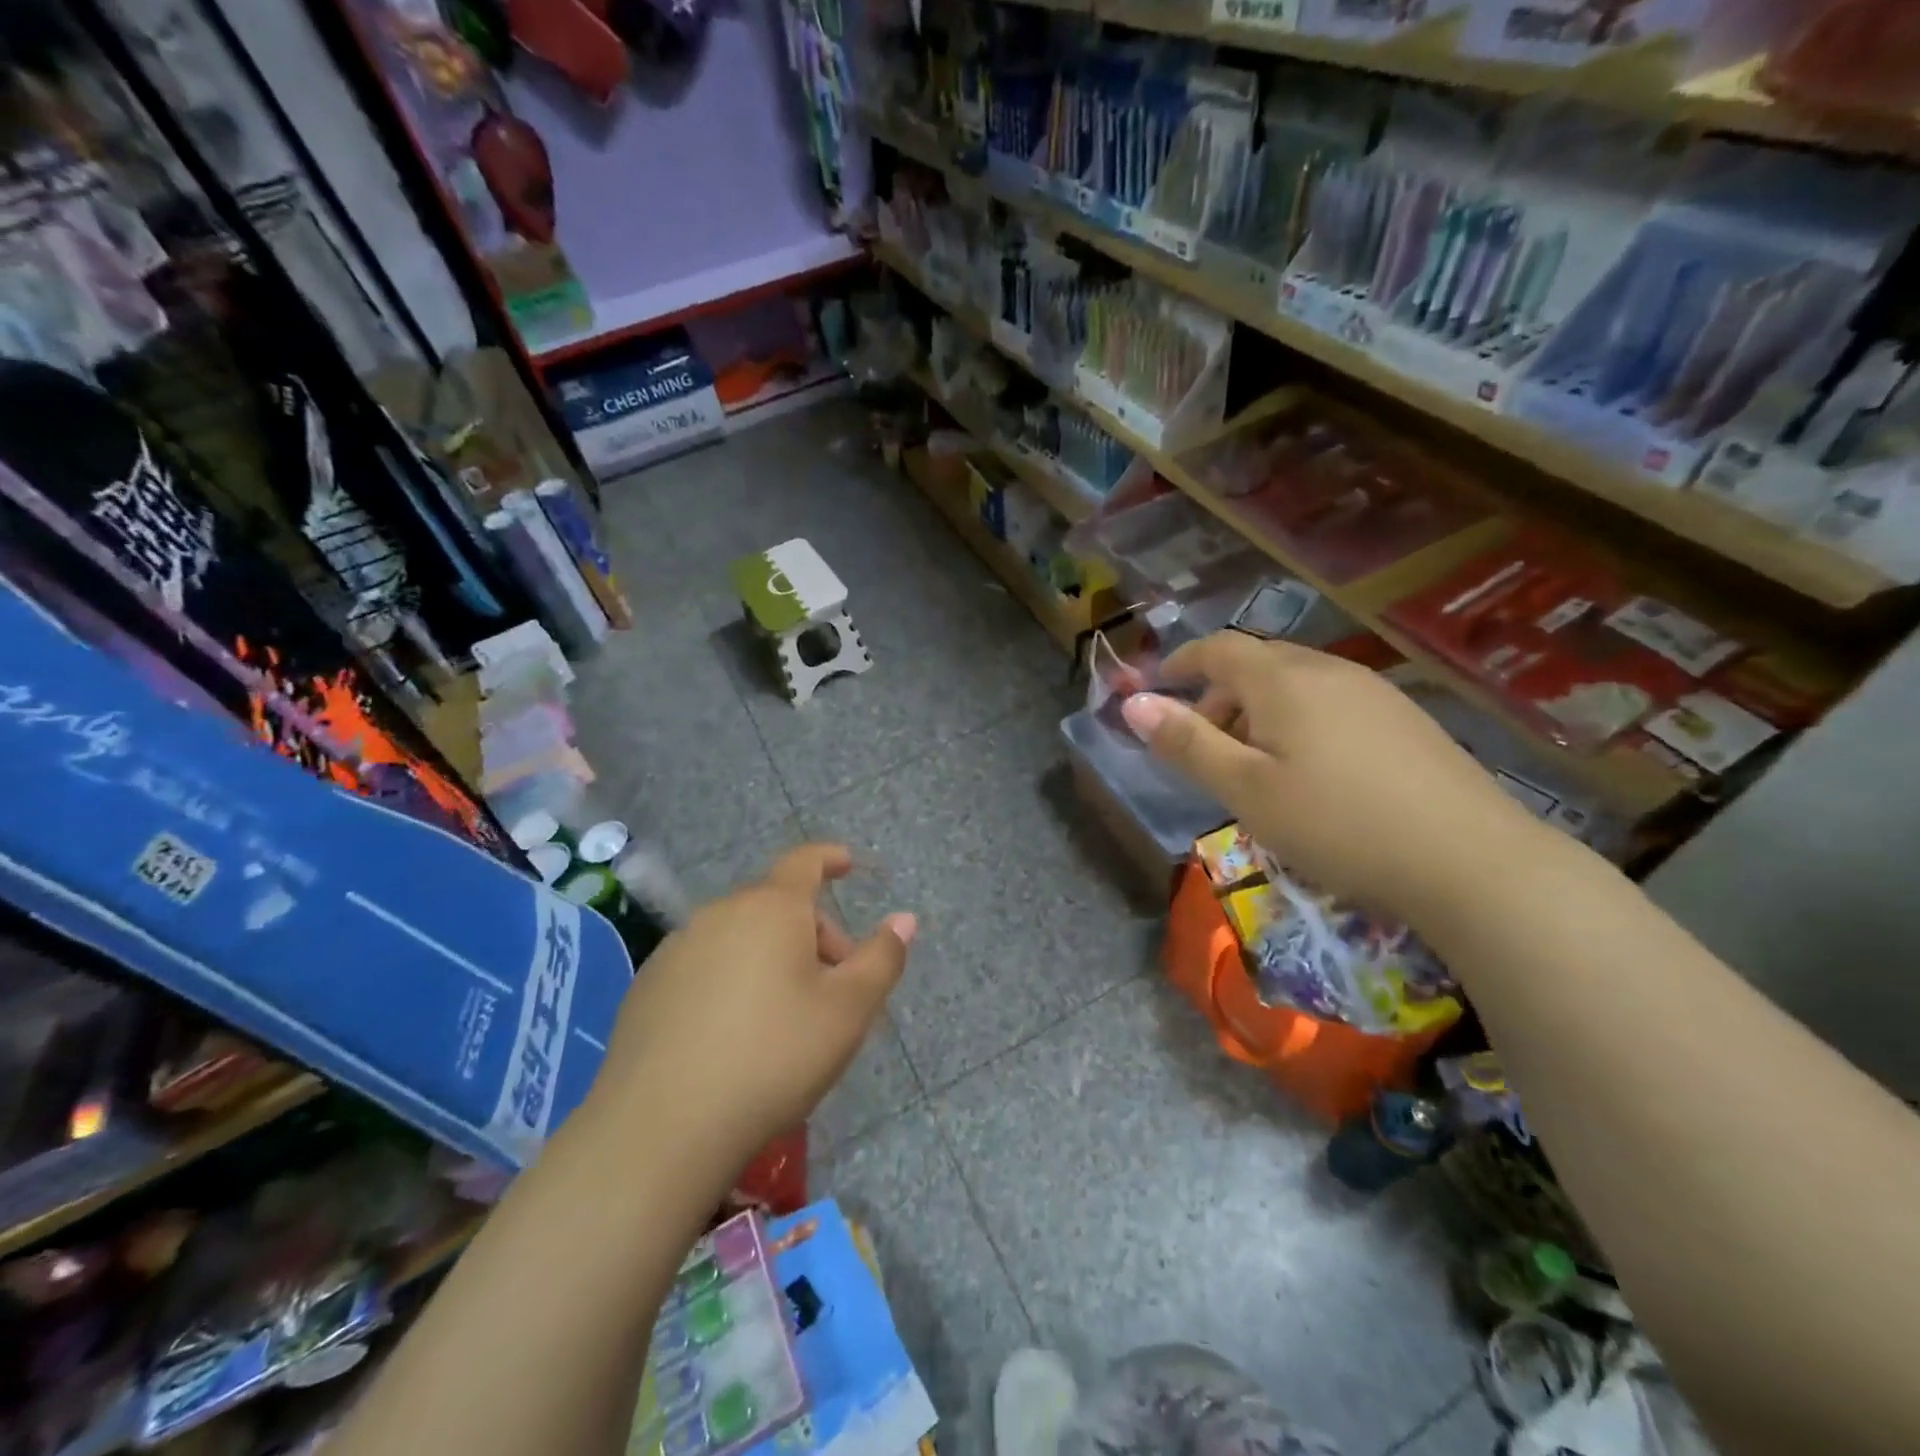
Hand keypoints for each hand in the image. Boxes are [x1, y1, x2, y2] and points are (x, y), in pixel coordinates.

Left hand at [588, 845, 914, 1167]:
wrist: (661, 1127)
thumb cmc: (773, 1057)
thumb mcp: (848, 1011)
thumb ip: (882, 958)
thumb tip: (904, 919)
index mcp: (771, 908)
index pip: (805, 862)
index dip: (830, 858)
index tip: (848, 865)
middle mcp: (720, 914)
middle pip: (777, 908)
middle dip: (813, 936)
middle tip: (834, 991)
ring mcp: (676, 949)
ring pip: (740, 939)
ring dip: (771, 960)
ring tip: (784, 1021)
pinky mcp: (646, 988)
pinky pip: (705, 967)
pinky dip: (729, 982)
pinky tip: (732, 1038)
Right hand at [1122, 633, 1543, 921]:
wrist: (1469, 860)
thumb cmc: (1336, 822)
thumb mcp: (1244, 789)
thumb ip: (1186, 744)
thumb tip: (1132, 703)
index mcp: (1282, 679)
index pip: (1217, 649)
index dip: (1180, 663)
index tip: (1156, 689)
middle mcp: (1328, 670)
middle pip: (1257, 663)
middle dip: (1218, 695)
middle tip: (1204, 746)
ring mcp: (1374, 692)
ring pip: (1296, 684)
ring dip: (1259, 711)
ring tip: (1255, 766)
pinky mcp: (1405, 720)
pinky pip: (1332, 702)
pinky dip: (1299, 722)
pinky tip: (1313, 772)